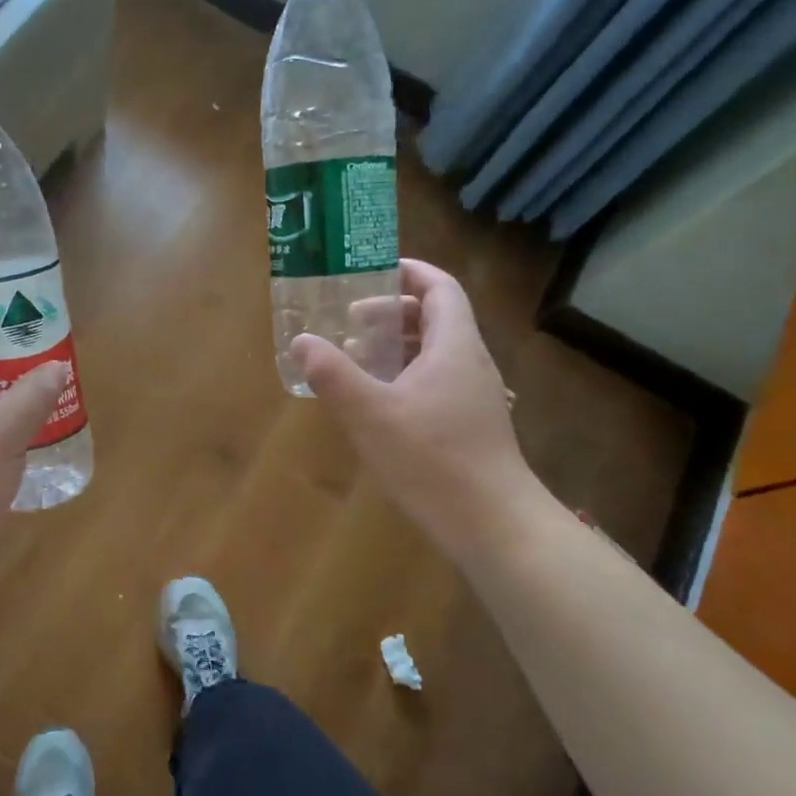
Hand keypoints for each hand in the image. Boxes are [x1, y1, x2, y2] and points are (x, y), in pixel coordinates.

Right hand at [292, 259, 537, 558]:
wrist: (493, 524)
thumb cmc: (432, 460)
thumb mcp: (369, 414)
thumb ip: (332, 374)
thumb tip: (302, 341)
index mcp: (455, 346)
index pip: (441, 288)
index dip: (409, 272)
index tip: (372, 270)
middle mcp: (470, 363)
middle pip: (437, 317)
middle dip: (393, 310)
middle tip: (350, 319)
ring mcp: (475, 395)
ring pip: (436, 351)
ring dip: (398, 344)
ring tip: (357, 356)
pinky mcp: (471, 424)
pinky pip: (437, 380)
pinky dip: (405, 374)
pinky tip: (378, 400)